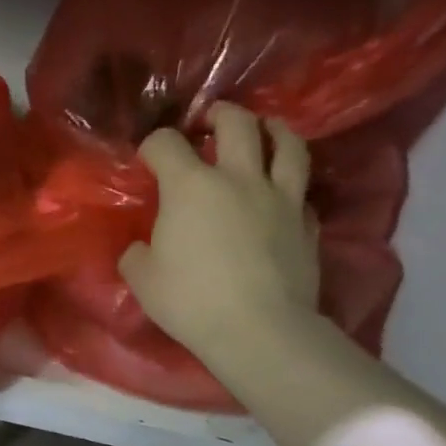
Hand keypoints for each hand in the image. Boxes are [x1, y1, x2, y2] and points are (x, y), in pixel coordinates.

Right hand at [118, 102, 319, 356]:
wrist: (260, 330)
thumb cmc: (191, 299)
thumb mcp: (142, 278)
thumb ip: (137, 253)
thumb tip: (142, 248)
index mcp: (190, 185)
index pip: (165, 143)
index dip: (152, 146)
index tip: (148, 160)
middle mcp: (238, 178)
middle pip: (237, 122)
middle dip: (219, 114)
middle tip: (209, 123)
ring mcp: (281, 198)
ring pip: (287, 143)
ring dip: (272, 130)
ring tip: (262, 133)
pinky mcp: (308, 223)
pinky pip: (301, 191)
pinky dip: (289, 185)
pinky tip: (280, 195)